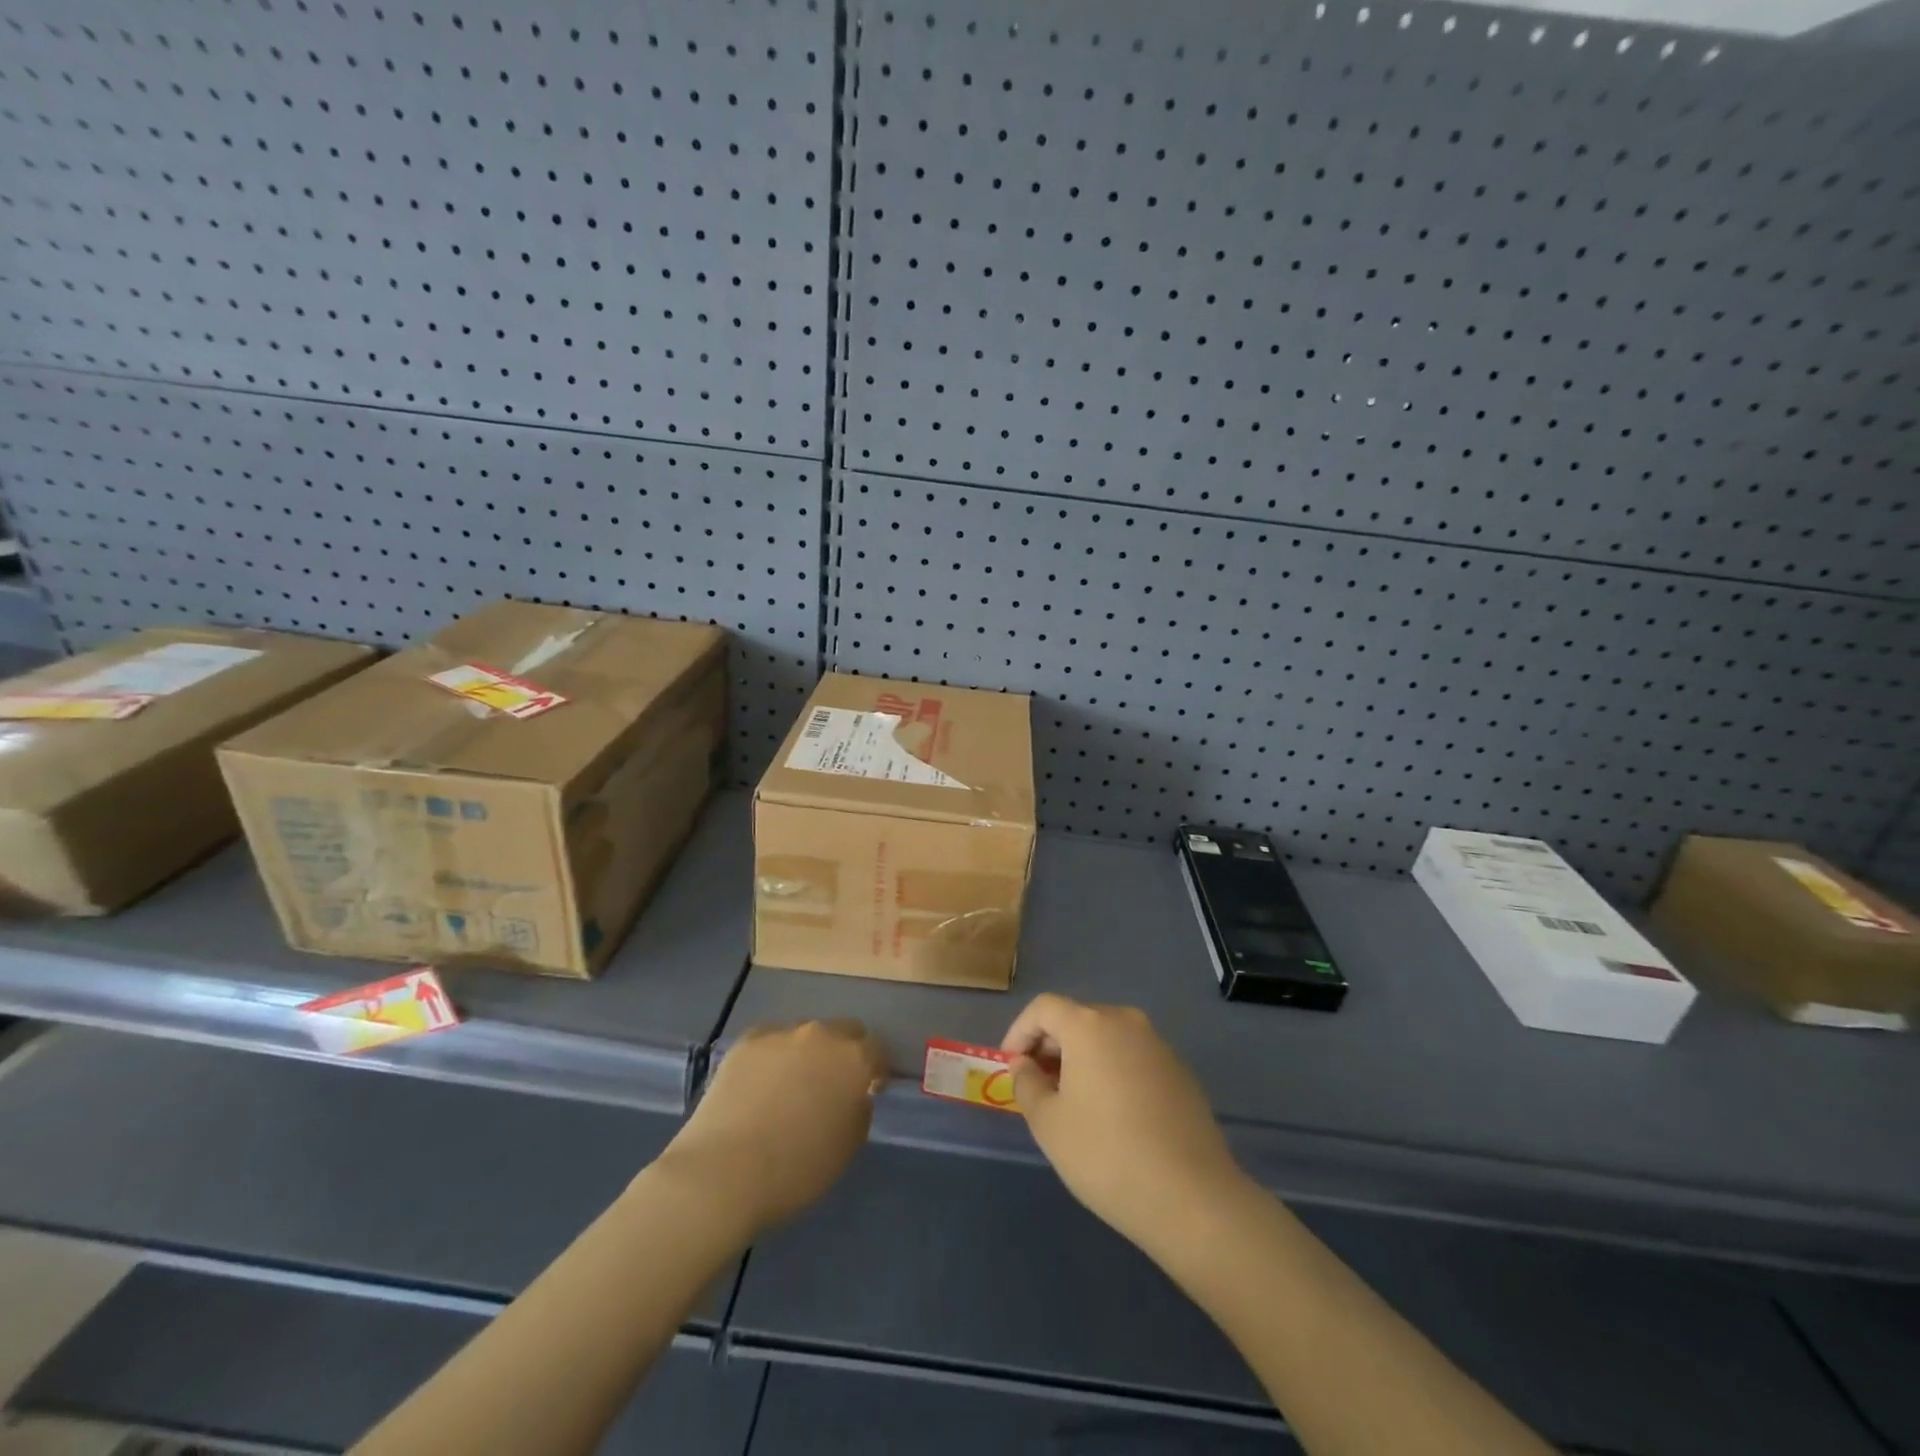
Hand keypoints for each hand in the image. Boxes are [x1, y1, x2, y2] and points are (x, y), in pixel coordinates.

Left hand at [656, 1020, 884, 1236]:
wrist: (725, 1172)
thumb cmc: (796, 1169)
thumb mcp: (846, 1147)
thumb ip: (857, 1111)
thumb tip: (853, 1096)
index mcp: (853, 1059)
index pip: (876, 1050)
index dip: (875, 1070)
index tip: (868, 1090)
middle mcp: (821, 1035)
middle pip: (843, 1031)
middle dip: (844, 1052)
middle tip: (833, 1084)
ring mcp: (781, 1034)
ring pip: (805, 1035)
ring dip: (807, 1053)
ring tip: (791, 1085)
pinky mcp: (746, 1042)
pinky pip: (770, 1041)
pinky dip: (773, 1056)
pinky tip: (760, 1084)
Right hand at [1002, 994, 1246, 1253]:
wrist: (1192, 1197)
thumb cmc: (1107, 1155)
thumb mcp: (1049, 1124)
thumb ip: (1027, 1085)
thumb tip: (1024, 1064)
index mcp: (1089, 1025)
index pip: (1043, 1008)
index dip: (1020, 1032)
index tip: (1011, 1067)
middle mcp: (1125, 1021)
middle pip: (1077, 1018)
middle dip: (1050, 1046)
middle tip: (1037, 1086)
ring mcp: (1158, 1044)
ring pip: (1107, 1037)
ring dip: (1082, 1059)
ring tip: (1072, 1102)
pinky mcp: (1180, 1071)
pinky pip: (1133, 1057)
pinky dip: (1113, 1071)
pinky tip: (1113, 1114)